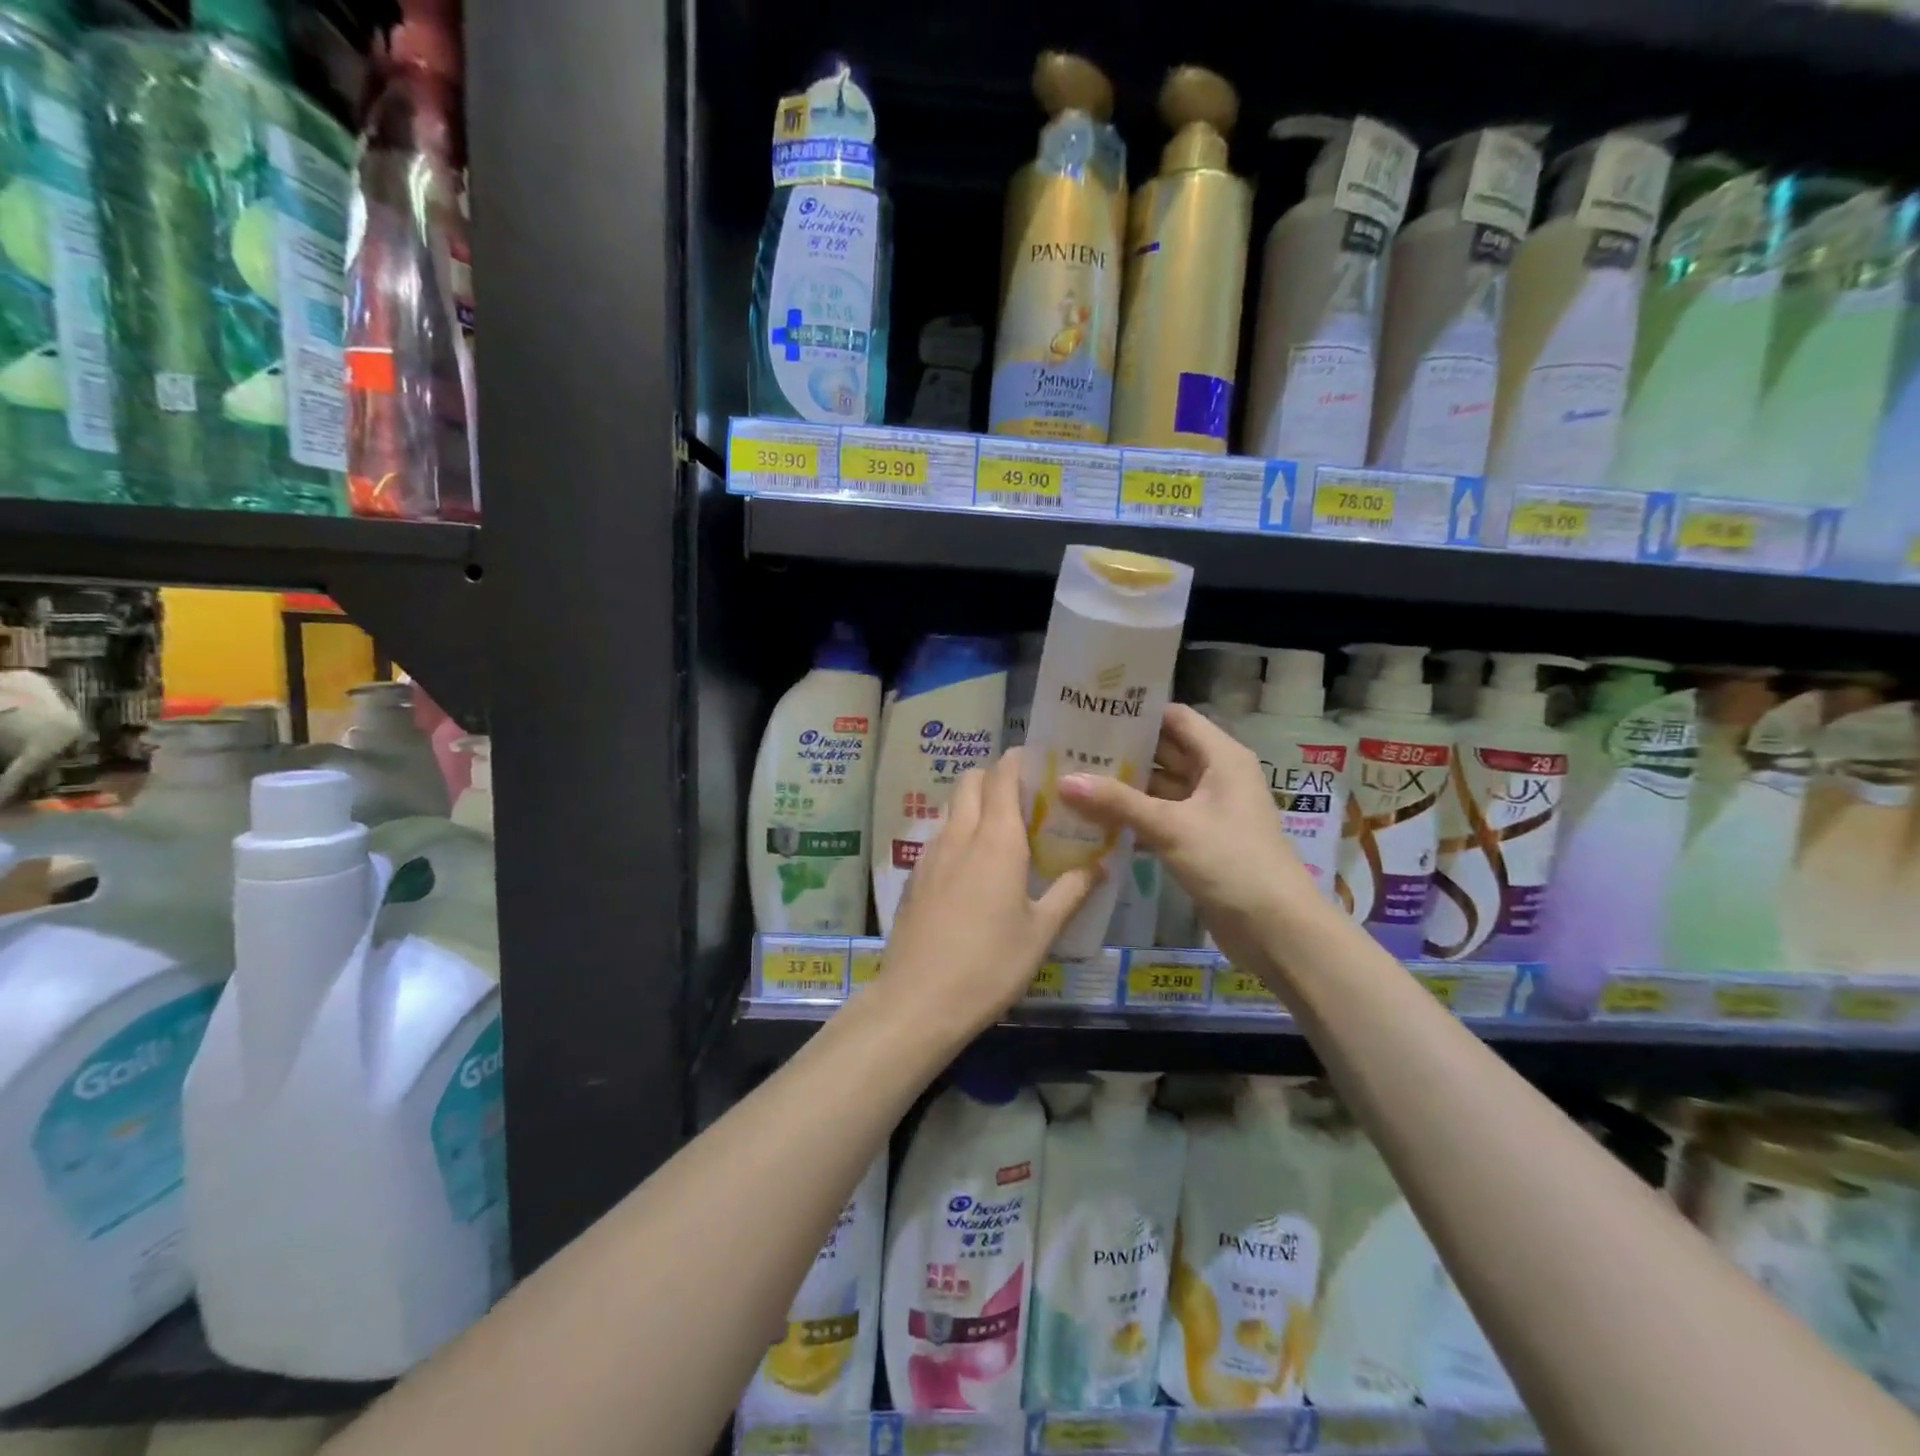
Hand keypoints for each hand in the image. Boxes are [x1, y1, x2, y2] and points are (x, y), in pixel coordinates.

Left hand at [882, 748, 1099, 1038]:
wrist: (919, 1001)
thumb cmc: (990, 965)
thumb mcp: (1042, 932)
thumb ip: (1072, 891)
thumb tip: (1101, 863)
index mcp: (995, 839)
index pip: (1002, 775)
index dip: (1019, 760)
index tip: (1042, 763)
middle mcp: (959, 835)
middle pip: (971, 780)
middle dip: (996, 777)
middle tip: (1027, 800)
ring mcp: (930, 854)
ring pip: (952, 807)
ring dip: (975, 804)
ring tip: (1004, 832)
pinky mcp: (914, 877)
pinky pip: (939, 837)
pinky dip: (958, 833)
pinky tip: (973, 869)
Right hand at [1057, 703, 1322, 970]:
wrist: (1276, 930)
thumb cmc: (1231, 862)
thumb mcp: (1171, 827)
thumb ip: (1117, 802)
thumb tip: (1064, 781)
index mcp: (1221, 758)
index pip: (1175, 718)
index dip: (1137, 712)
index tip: (1092, 712)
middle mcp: (1216, 776)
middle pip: (1164, 752)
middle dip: (1123, 750)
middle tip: (1071, 747)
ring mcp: (1207, 811)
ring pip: (1159, 788)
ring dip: (1123, 787)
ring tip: (1074, 779)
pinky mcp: (1198, 841)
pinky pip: (1160, 818)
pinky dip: (1132, 818)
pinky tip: (1093, 820)